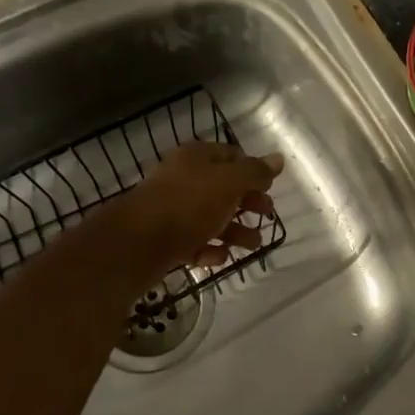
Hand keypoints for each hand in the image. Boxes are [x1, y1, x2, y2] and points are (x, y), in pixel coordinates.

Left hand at [120, 142, 282, 271]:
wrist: (136, 244)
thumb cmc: (188, 205)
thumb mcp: (228, 183)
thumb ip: (254, 172)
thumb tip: (278, 158)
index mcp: (197, 158)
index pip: (232, 156)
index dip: (254, 170)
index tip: (270, 188)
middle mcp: (184, 179)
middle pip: (223, 188)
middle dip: (247, 202)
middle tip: (266, 215)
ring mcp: (172, 210)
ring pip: (211, 217)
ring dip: (235, 230)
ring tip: (254, 245)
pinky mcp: (165, 239)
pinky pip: (193, 242)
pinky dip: (210, 249)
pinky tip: (222, 258)